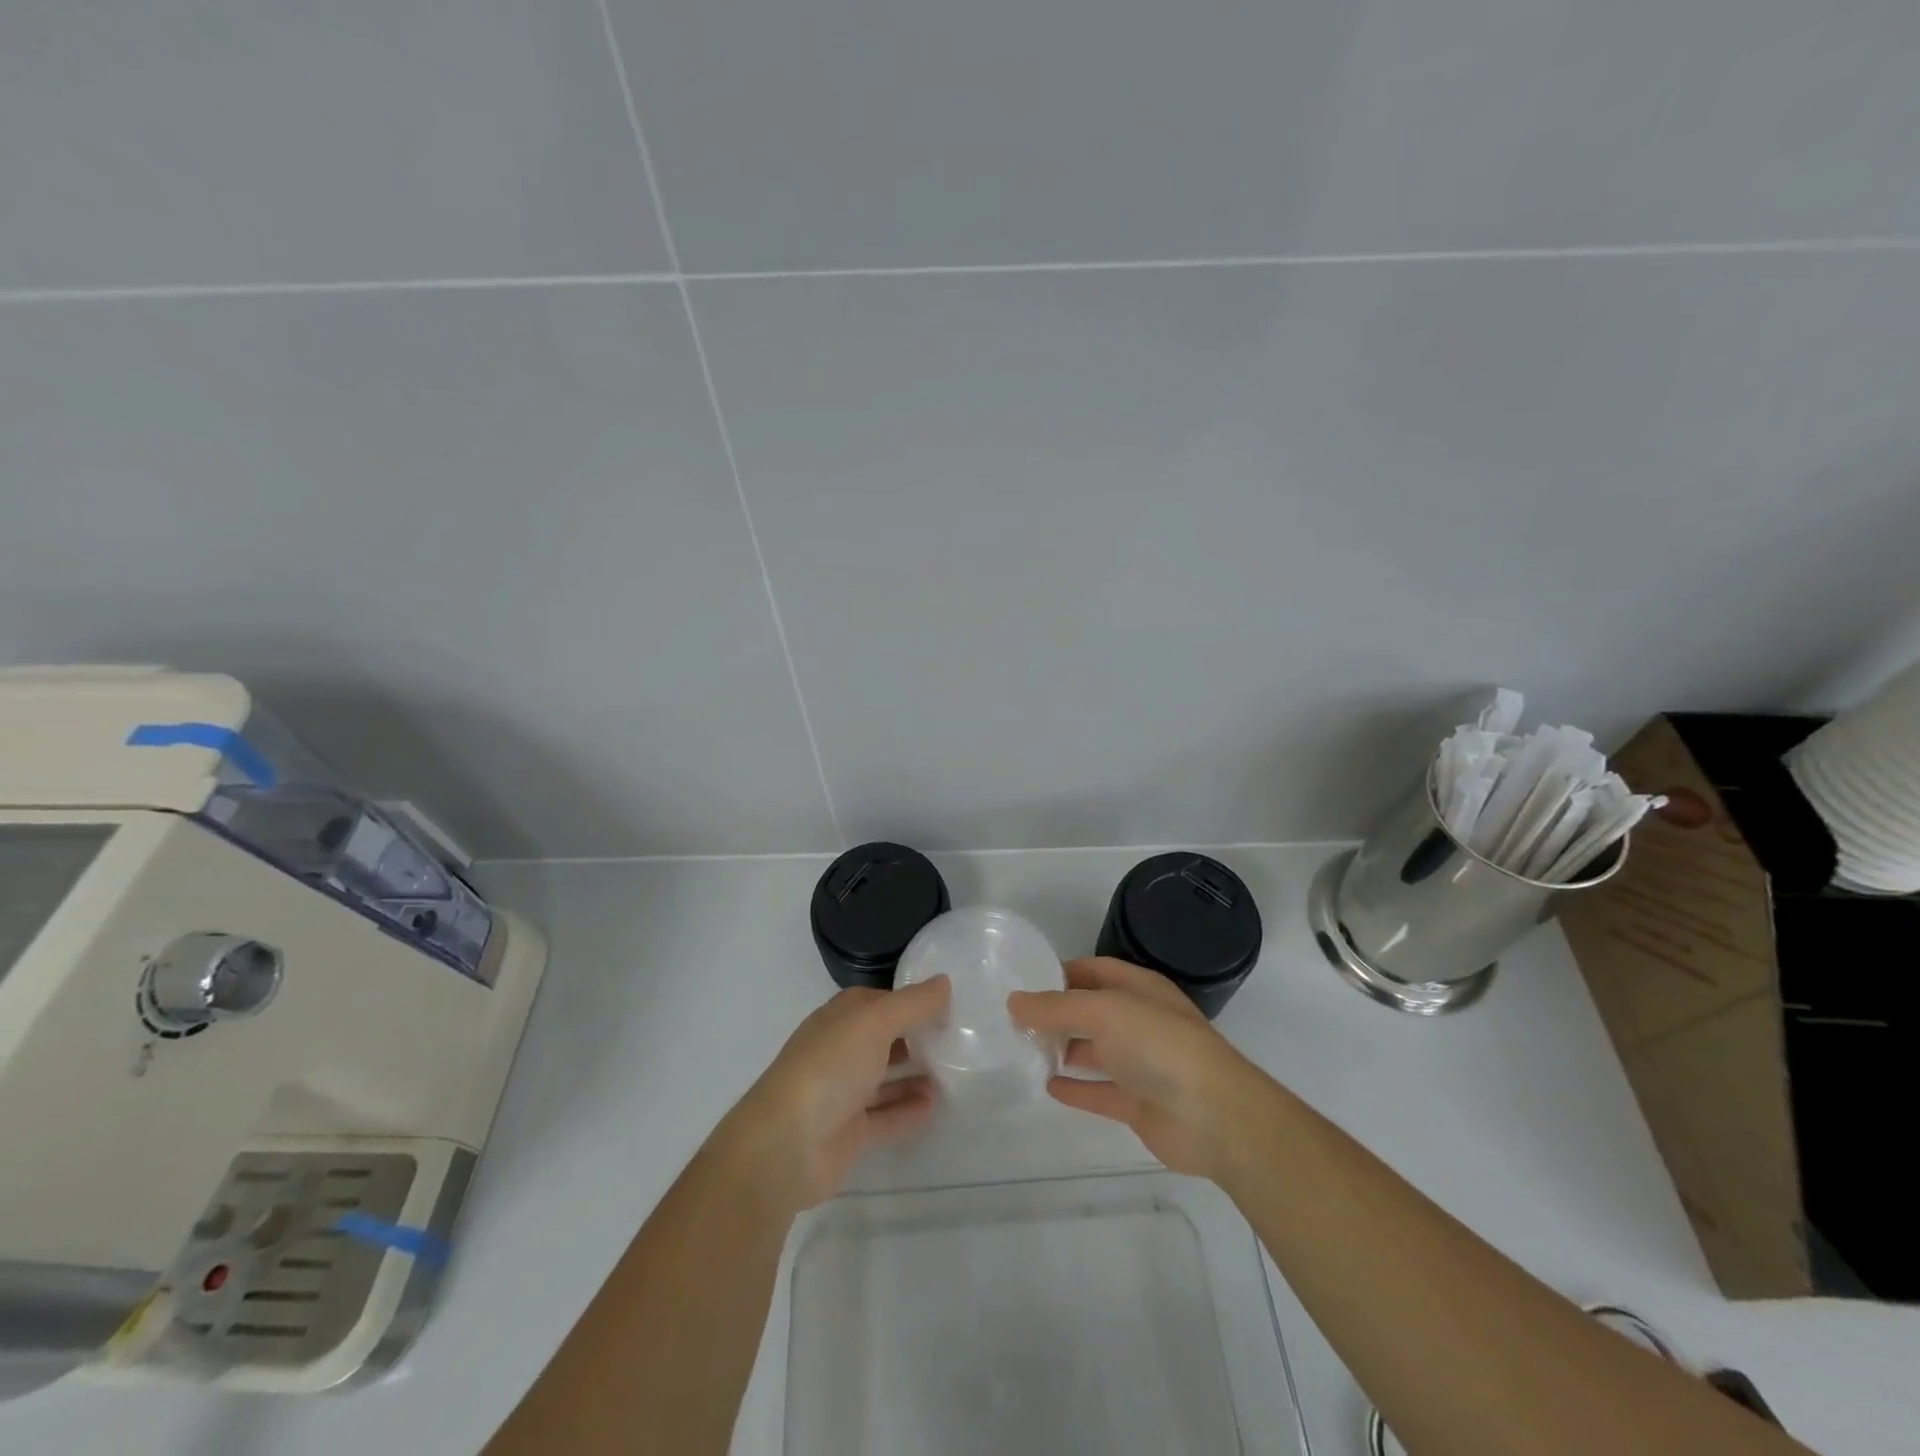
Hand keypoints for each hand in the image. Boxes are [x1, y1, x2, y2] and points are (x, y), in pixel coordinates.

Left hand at [720, 978, 950, 1212]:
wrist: (786, 1144)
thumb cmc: (830, 1067)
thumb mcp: (875, 1022)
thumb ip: (913, 1003)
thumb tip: (944, 982)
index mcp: (840, 1019)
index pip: (880, 1001)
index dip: (911, 1000)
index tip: (949, 1004)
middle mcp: (841, 1051)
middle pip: (884, 1039)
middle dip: (917, 1038)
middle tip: (959, 1039)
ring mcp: (843, 1093)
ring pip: (885, 1078)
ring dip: (916, 1075)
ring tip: (955, 1072)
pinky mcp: (849, 1132)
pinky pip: (886, 1116)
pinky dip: (908, 1110)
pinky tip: (936, 1105)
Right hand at [1009, 957, 1261, 1179]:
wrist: (1215, 1116)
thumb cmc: (1159, 1045)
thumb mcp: (1104, 1012)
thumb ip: (1056, 1007)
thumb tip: (1013, 1002)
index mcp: (1140, 989)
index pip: (1094, 971)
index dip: (1061, 973)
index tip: (1024, 981)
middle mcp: (1140, 1021)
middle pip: (1092, 1011)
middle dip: (1057, 1013)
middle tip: (1014, 1019)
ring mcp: (1141, 1064)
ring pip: (1094, 1051)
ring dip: (1063, 1049)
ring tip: (1023, 1049)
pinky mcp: (1138, 1104)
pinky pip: (1099, 1091)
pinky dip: (1075, 1088)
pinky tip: (1047, 1086)